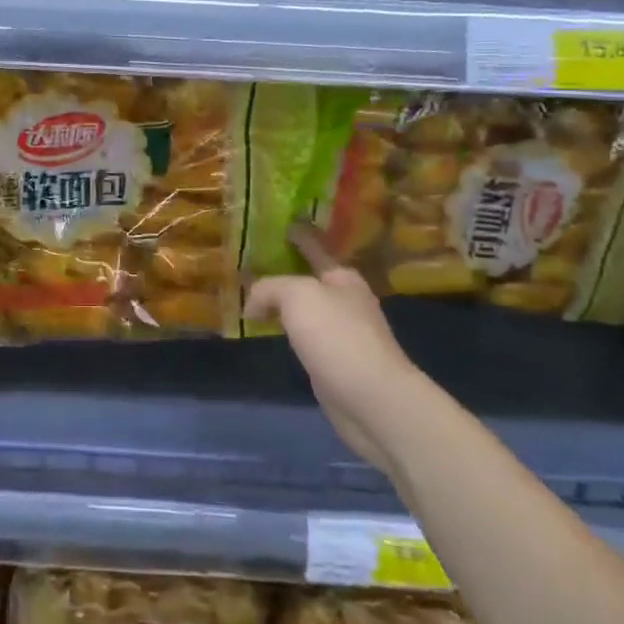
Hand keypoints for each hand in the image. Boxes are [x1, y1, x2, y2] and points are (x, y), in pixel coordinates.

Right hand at [246, 223, 420, 466]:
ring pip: (304, 307)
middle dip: (283, 268)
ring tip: (252, 294)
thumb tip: (252, 305)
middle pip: (308, 277)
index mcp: (342, 277)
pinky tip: (269, 329)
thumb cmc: (338, 337)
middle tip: (250, 261)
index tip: (281, 223)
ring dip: (282, 301)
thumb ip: (269, 288)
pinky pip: (302, 334)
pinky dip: (285, 328)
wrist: (373, 400)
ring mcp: (342, 332)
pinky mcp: (334, 361)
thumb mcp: (297, 296)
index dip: (297, 234)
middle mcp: (345, 300)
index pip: (314, 246)